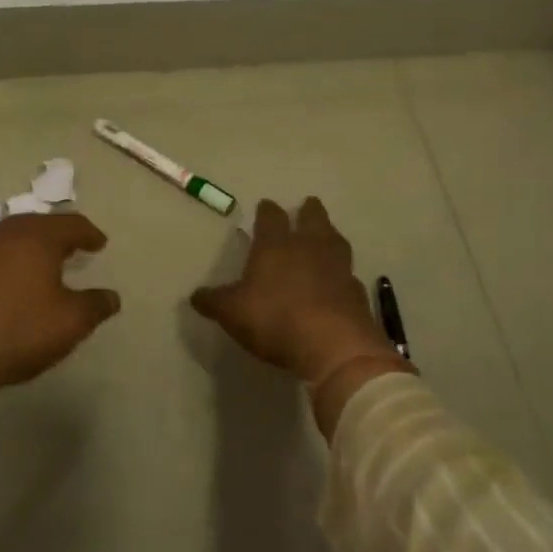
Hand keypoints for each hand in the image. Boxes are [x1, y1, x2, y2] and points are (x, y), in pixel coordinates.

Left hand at [0, 212, 120, 388]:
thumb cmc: (20, 330)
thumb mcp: (71, 322)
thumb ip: (96, 305)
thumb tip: (112, 297)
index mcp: (37, 236)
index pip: (71, 224)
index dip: (89, 234)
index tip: (100, 244)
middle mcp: (5, 232)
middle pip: (38, 225)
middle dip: (58, 236)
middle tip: (72, 249)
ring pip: (11, 237)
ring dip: (29, 247)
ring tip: (41, 265)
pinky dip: (6, 262)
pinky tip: (8, 282)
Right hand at [190, 197, 395, 386]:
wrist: (333, 345)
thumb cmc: (275, 319)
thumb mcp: (232, 313)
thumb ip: (214, 301)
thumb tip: (195, 295)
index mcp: (276, 245)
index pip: (271, 217)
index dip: (267, 211)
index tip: (265, 205)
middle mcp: (309, 247)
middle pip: (312, 218)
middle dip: (308, 211)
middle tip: (307, 205)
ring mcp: (338, 267)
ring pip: (336, 240)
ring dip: (330, 235)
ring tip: (326, 235)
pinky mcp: (357, 291)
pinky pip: (349, 274)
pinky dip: (343, 273)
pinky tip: (339, 280)